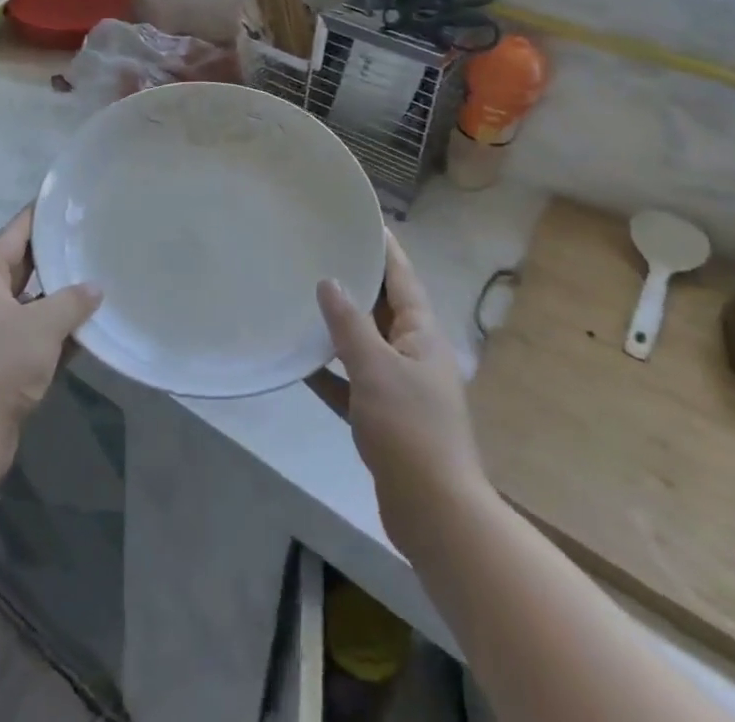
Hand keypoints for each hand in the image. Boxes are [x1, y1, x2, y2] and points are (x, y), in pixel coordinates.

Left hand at [0, 207, 101, 474]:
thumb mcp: (42, 325)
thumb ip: (72, 301)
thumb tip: (95, 288)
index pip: (16, 232)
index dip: (40, 214)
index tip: (68, 200)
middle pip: (26, 264)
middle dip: (57, 253)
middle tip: (92, 235)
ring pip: (35, 301)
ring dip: (63, 294)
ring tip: (101, 275)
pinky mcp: (6, 360)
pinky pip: (39, 333)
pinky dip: (61, 329)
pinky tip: (92, 325)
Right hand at [311, 231, 484, 558]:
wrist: (435, 514)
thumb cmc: (410, 430)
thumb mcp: (376, 368)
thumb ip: (350, 324)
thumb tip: (329, 281)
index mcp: (423, 335)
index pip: (403, 278)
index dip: (385, 248)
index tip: (363, 220)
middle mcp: (415, 354)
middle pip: (384, 308)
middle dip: (357, 281)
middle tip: (322, 251)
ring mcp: (401, 388)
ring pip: (366, 344)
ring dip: (340, 326)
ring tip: (305, 297)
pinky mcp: (385, 419)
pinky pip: (353, 383)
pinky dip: (331, 372)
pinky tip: (300, 362)